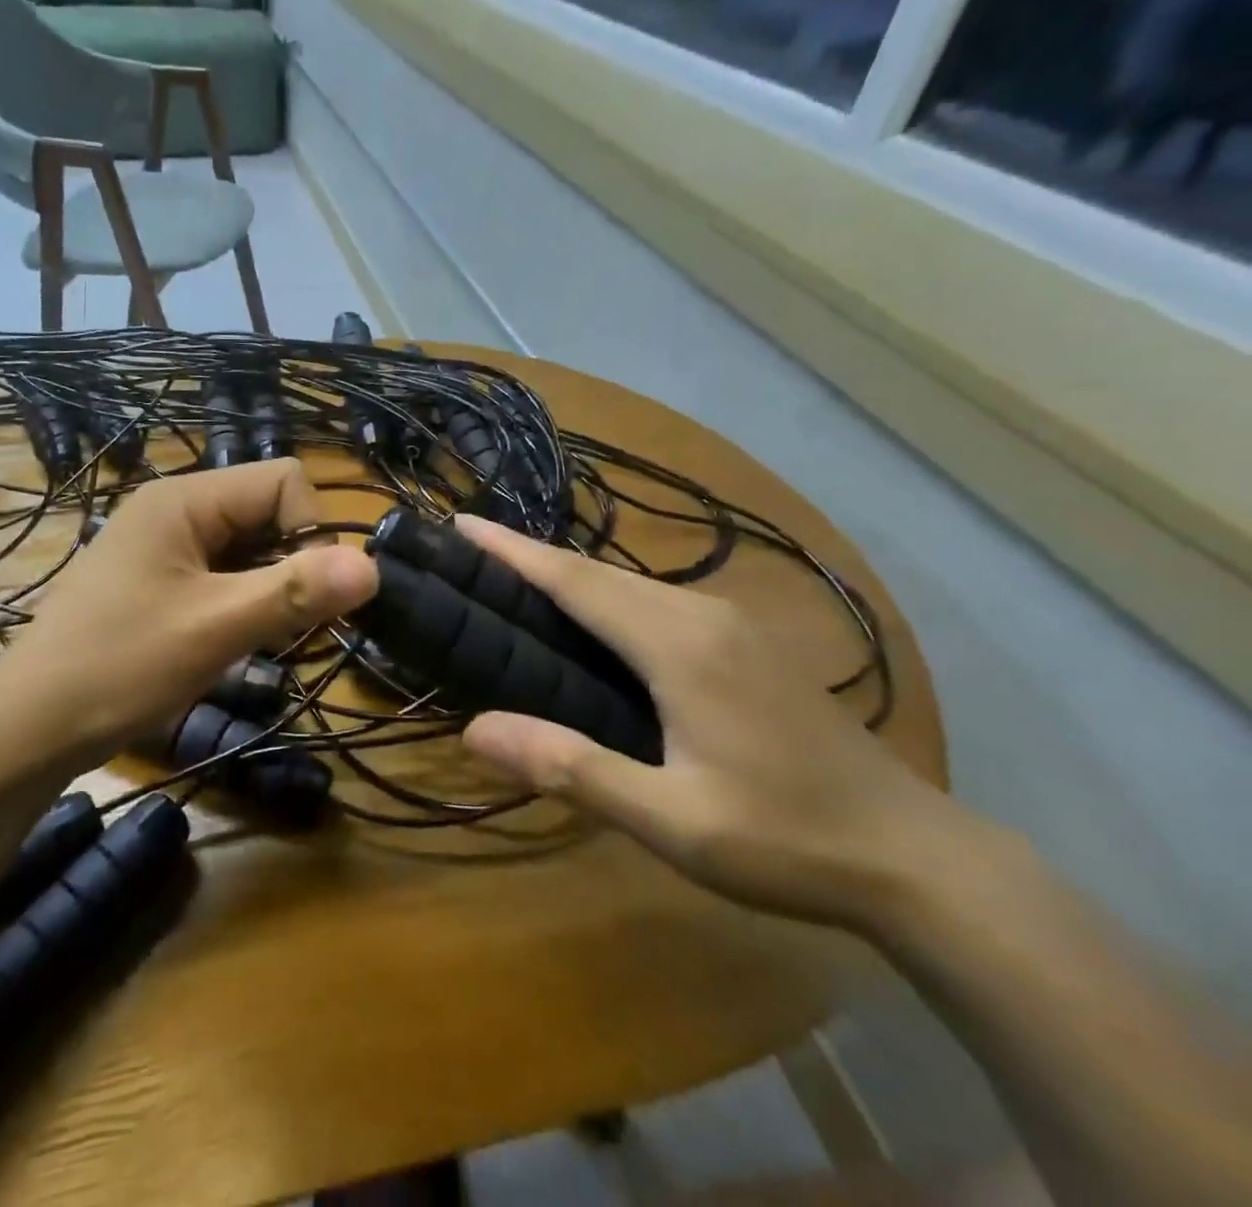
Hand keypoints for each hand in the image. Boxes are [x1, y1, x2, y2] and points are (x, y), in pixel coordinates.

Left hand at [0, 460, 377, 769]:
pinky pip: (220, 573)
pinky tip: (225, 642)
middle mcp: (174, 507)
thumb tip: (373, 566)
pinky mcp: (155, 578)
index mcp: (184, 498)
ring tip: (248, 640)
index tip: (303, 598)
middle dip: (289, 566)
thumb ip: (295, 592)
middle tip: (278, 628)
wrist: (27, 728)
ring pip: (248, 547)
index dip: (310, 533)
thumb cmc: (119, 666)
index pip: (283, 480)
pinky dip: (239, 603)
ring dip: (266, 590)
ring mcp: (162, 544)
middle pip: (267, 512)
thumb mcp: (215, 628)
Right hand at [454, 516, 973, 930]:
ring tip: (515, 580)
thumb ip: (572, 768)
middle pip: (598, 572)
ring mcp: (732, 624)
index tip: (462, 523)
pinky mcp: (749, 642)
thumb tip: (474, 729)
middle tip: (471, 551)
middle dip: (531, 556)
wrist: (918, 857)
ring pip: (630, 584)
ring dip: (569, 575)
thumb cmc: (785, 840)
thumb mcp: (670, 819)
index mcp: (678, 644)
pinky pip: (657, 602)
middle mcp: (703, 615)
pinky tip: (593, 619)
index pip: (575, 581)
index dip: (513, 551)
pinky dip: (606, 596)